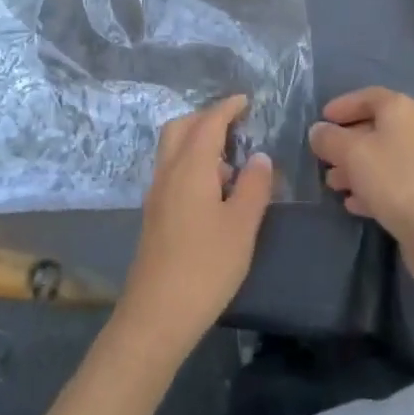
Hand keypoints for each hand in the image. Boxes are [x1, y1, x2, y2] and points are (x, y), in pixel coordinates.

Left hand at [115, 96, 272, 359]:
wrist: (157, 314)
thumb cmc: (206, 266)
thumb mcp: (242, 226)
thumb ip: (254, 186)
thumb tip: (259, 157)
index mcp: (191, 166)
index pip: (209, 122)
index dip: (227, 108)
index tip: (245, 100)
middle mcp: (168, 171)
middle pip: (181, 127)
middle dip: (206, 118)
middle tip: (234, 125)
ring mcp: (157, 193)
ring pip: (173, 148)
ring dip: (197, 141)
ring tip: (229, 160)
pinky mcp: (154, 214)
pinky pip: (171, 170)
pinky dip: (191, 163)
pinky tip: (212, 190)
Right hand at [309, 88, 413, 297]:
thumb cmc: (393, 178)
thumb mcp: (352, 152)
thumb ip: (329, 138)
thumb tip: (317, 131)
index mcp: (400, 109)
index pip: (368, 97)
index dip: (343, 105)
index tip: (321, 120)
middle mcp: (412, 130)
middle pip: (372, 128)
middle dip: (344, 142)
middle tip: (321, 157)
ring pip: (378, 158)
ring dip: (352, 168)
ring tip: (331, 184)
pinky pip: (388, 183)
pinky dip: (368, 189)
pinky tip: (352, 204)